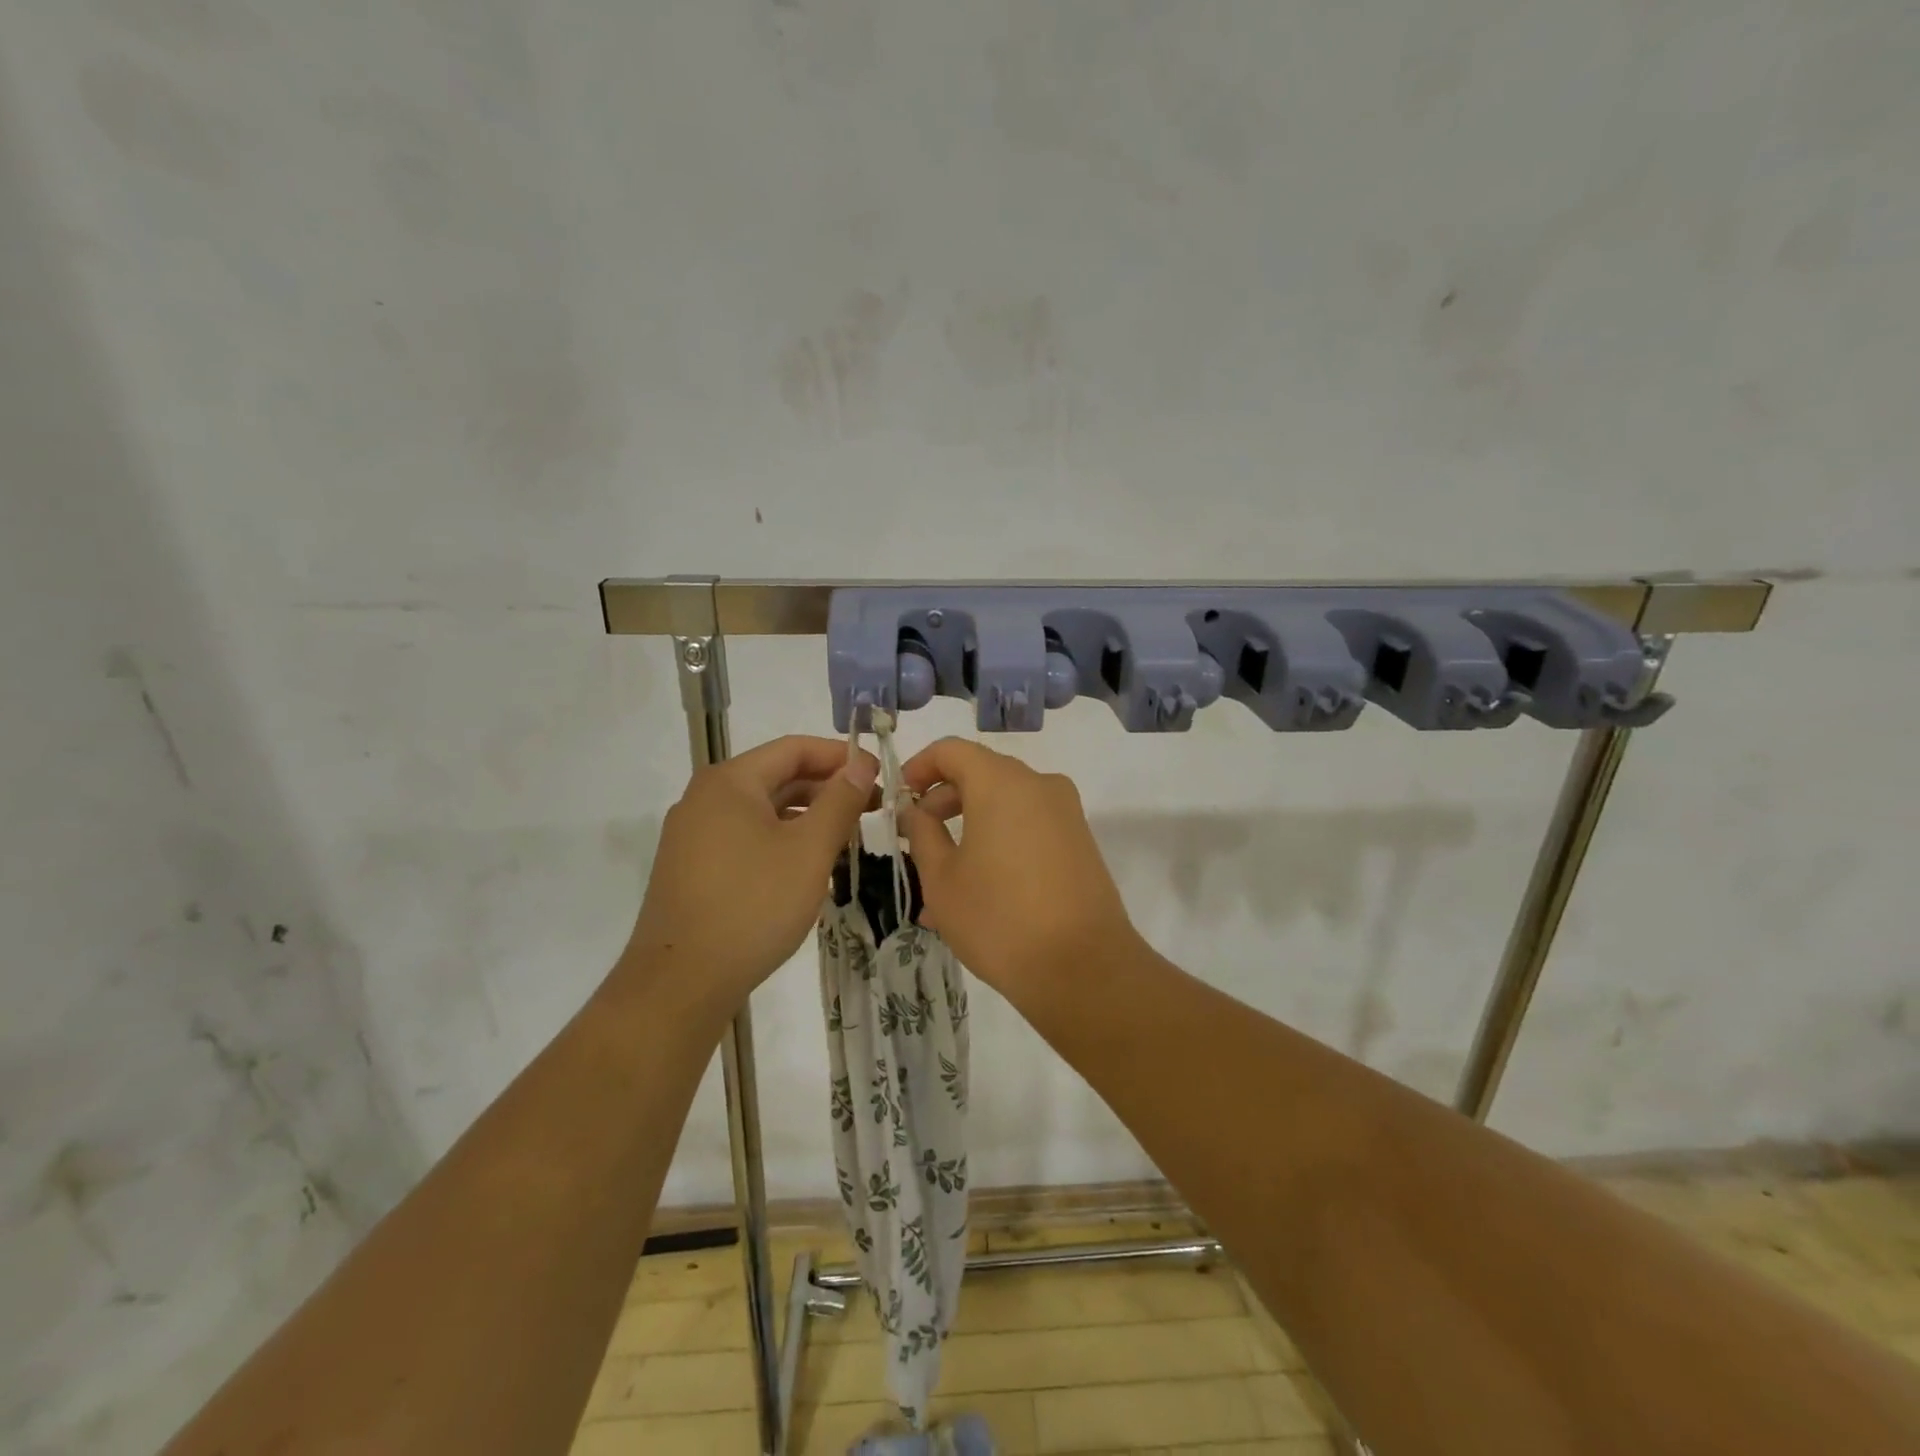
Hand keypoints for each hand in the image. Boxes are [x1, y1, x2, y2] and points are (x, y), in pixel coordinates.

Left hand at [623, 735, 877, 1012]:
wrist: (680, 984)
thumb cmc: (753, 906)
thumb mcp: (809, 850)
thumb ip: (840, 801)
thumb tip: (861, 764)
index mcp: (730, 782)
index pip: (794, 748)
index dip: (841, 756)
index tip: (879, 776)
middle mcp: (705, 798)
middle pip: (777, 776)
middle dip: (827, 788)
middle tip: (873, 809)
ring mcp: (694, 835)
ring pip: (762, 810)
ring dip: (807, 816)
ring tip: (847, 837)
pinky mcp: (693, 868)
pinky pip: (746, 836)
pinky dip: (782, 839)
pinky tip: (807, 864)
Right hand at [900, 739, 1139, 999]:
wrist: (1082, 967)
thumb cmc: (999, 918)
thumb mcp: (942, 878)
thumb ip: (922, 833)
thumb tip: (916, 810)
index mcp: (1002, 783)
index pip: (952, 750)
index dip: (920, 767)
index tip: (901, 798)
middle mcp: (1039, 785)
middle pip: (982, 774)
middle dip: (944, 801)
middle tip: (918, 837)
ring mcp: (1066, 813)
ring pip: (1005, 804)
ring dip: (970, 828)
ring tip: (941, 879)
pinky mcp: (1080, 842)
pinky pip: (1029, 827)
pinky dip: (999, 842)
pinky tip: (978, 890)